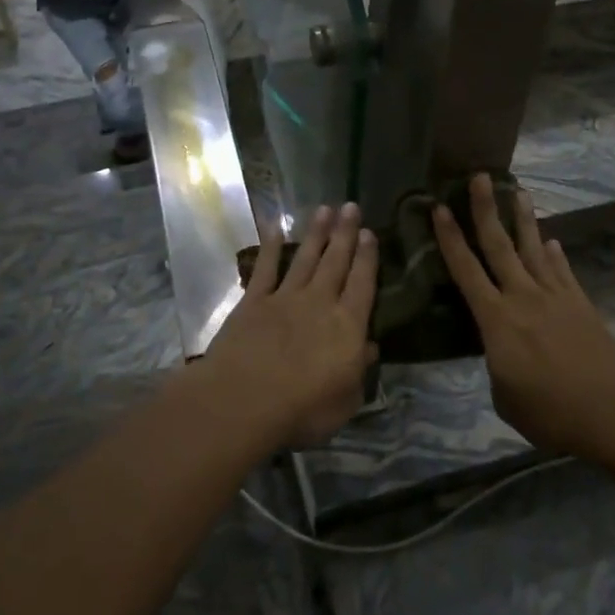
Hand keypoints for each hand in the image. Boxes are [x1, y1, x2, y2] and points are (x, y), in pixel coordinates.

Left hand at [201, 204, 378, 446]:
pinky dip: (271, 248)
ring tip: (324, 209)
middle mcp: (319, 302)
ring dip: (316, 234)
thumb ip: (359, 371)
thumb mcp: (346, 400)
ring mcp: (285, 298)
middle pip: (336, 262)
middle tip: (351, 206)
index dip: (367, 258)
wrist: (245, 399)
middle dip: (345, 233)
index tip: (370, 233)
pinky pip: (266, 269)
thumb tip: (370, 347)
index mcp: (347, 326)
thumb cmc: (303, 409)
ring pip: (305, 258)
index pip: (363, 284)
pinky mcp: (254, 302)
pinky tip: (275, 229)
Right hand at [432, 174, 614, 465]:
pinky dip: (555, 254)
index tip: (438, 208)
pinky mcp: (580, 304)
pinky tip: (553, 242)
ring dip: (523, 219)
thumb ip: (496, 366)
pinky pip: (562, 270)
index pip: (466, 270)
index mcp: (496, 319)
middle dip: (486, 209)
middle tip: (479, 177)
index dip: (450, 238)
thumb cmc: (553, 413)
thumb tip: (500, 352)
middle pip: (499, 244)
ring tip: (518, 191)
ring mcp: (555, 296)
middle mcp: (522, 296)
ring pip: (534, 248)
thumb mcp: (506, 398)